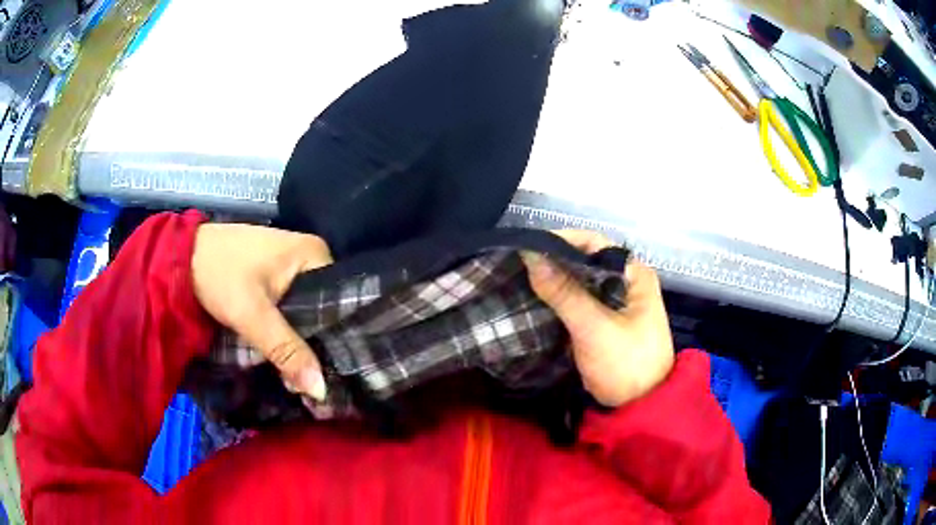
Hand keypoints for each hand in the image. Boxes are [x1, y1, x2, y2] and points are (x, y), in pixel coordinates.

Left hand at [191, 223, 332, 399]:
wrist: (180, 255)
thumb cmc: (218, 273)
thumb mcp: (251, 313)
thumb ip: (286, 350)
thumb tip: (322, 391)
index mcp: (316, 254)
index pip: (340, 304)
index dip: (339, 341)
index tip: (338, 375)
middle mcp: (310, 257)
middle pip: (324, 310)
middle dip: (318, 345)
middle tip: (318, 382)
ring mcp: (291, 266)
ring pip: (307, 312)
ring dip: (302, 341)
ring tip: (304, 376)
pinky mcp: (274, 276)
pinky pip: (292, 308)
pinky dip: (289, 331)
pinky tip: (288, 354)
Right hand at [522, 231, 673, 406]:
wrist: (640, 409)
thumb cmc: (626, 365)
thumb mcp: (595, 329)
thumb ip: (564, 293)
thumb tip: (531, 255)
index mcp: (634, 275)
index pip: (595, 243)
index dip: (562, 241)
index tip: (529, 248)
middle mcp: (626, 283)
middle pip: (585, 261)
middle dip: (554, 262)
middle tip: (518, 264)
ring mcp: (614, 304)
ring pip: (580, 283)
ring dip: (554, 282)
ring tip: (519, 279)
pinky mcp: (603, 322)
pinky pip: (577, 302)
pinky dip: (558, 300)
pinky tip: (534, 301)